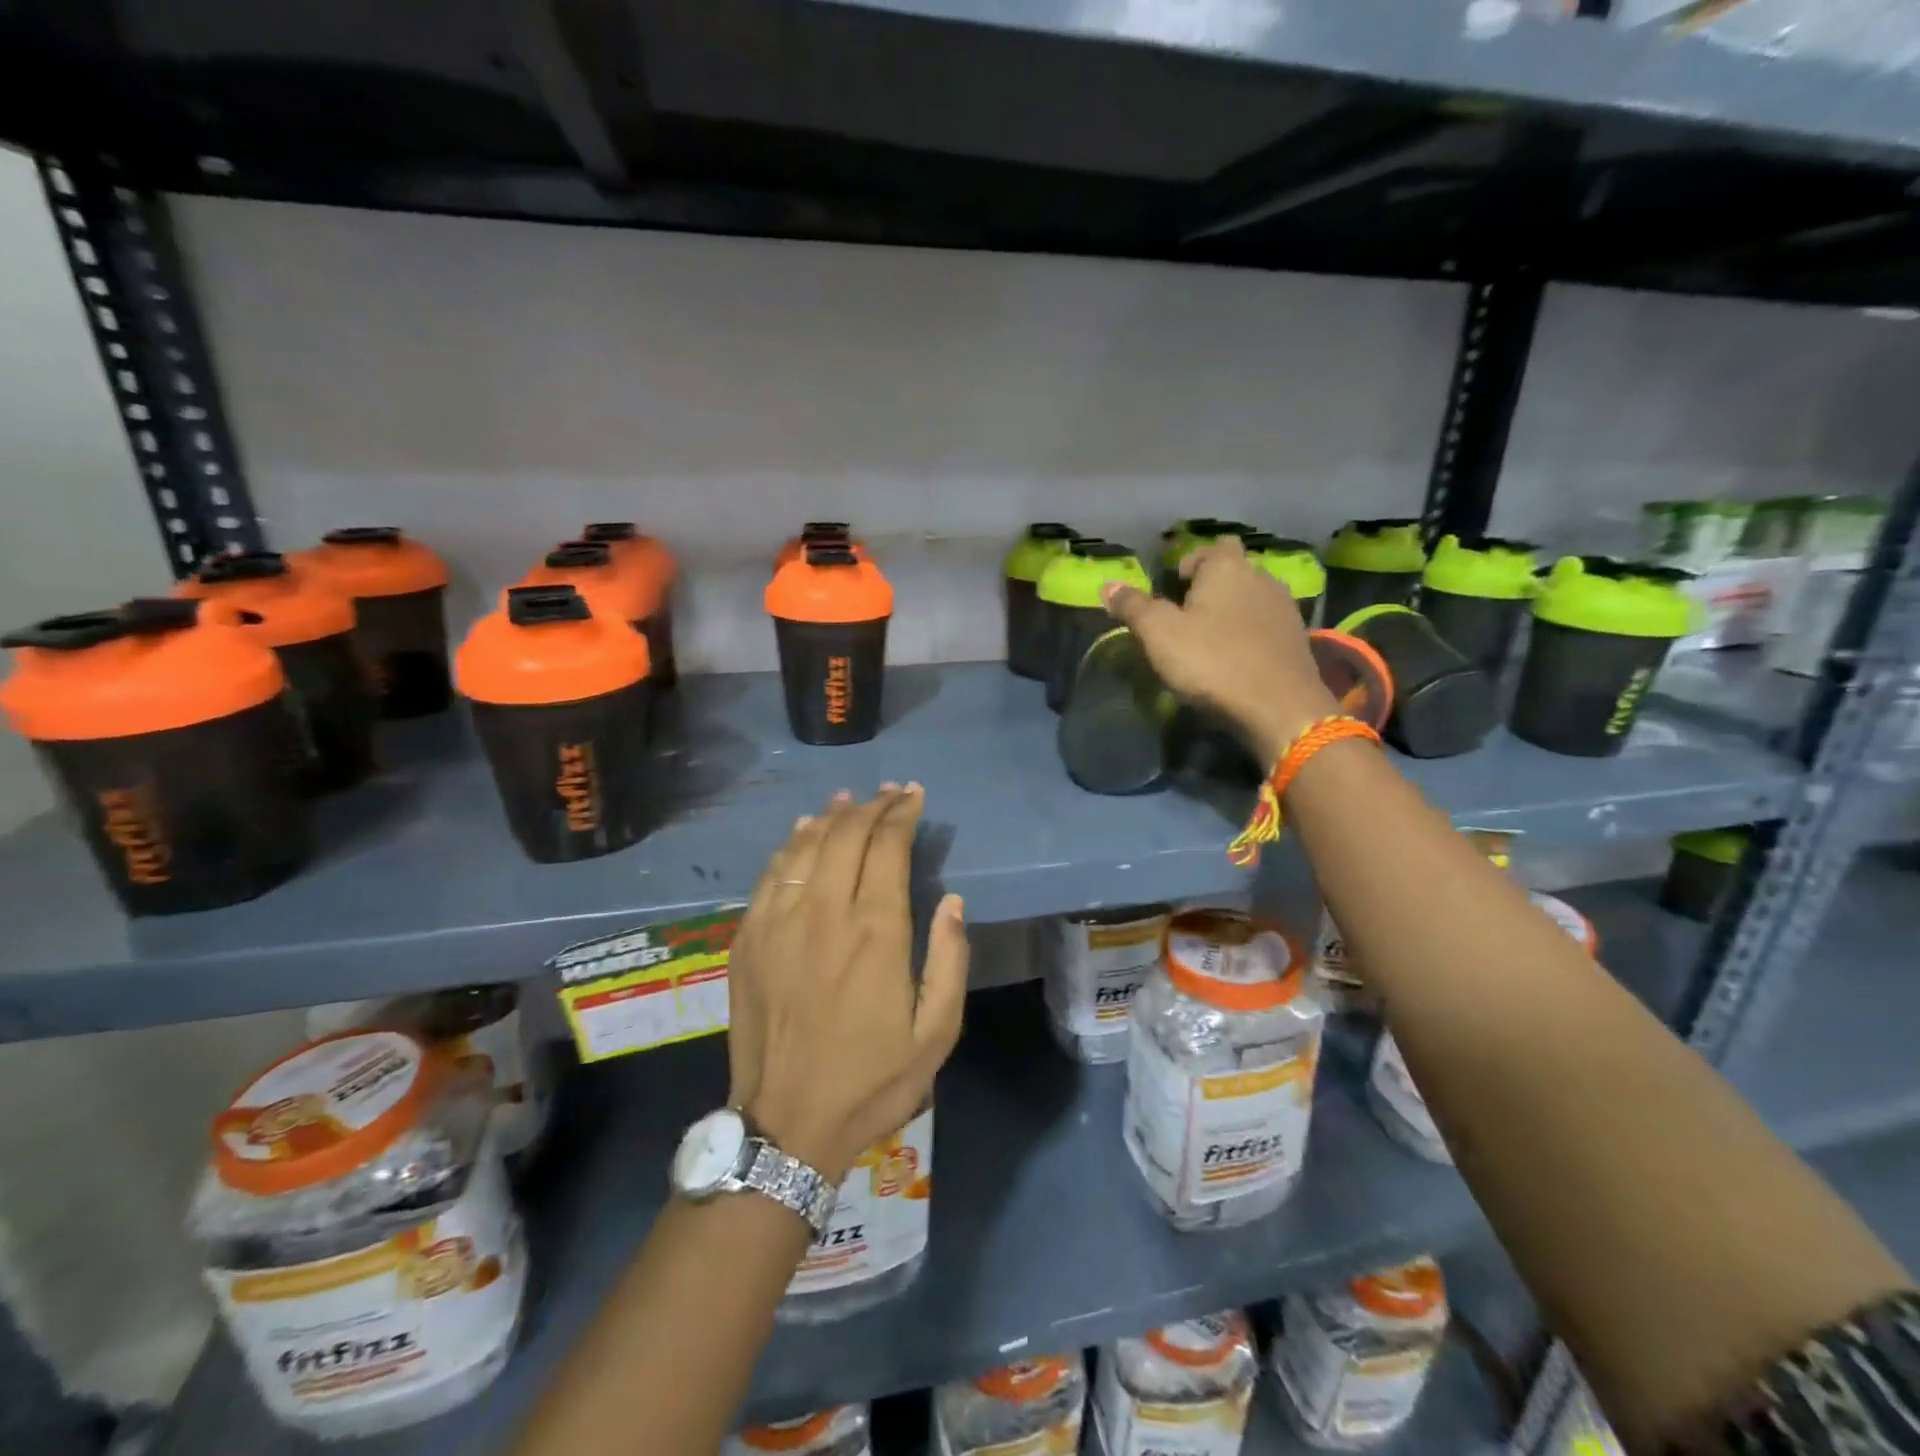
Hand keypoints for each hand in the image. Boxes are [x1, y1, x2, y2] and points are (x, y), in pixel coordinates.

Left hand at [725, 785, 968, 1183]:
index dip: (902, 813)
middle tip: (889, 793)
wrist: (785, 1125)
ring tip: (849, 800)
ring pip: (806, 846)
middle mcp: (825, 913)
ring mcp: (779, 922)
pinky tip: (802, 832)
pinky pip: (771, 874)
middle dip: (872, 806)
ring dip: (831, 816)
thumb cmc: (870, 1081)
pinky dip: (791, 844)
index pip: (887, 847)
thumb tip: (953, 902)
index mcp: (875, 933)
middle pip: (846, 835)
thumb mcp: (936, 1034)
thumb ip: (950, 961)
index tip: (913, 796)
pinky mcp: (748, 938)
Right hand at [1103, 537, 1337, 762]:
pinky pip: (1266, 624)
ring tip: (1211, 640)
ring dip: (1233, 610)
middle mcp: (1260, 576)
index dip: (1188, 565)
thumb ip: (1133, 606)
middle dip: (1212, 586)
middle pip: (1233, 569)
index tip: (1171, 593)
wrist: (1278, 707)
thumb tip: (1108, 585)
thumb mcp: (1158, 634)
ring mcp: (1284, 607)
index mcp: (1226, 567)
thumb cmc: (1212, 662)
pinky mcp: (1297, 638)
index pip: (1207, 548)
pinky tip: (1238, 658)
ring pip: (1252, 597)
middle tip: (1189, 616)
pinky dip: (1251, 634)